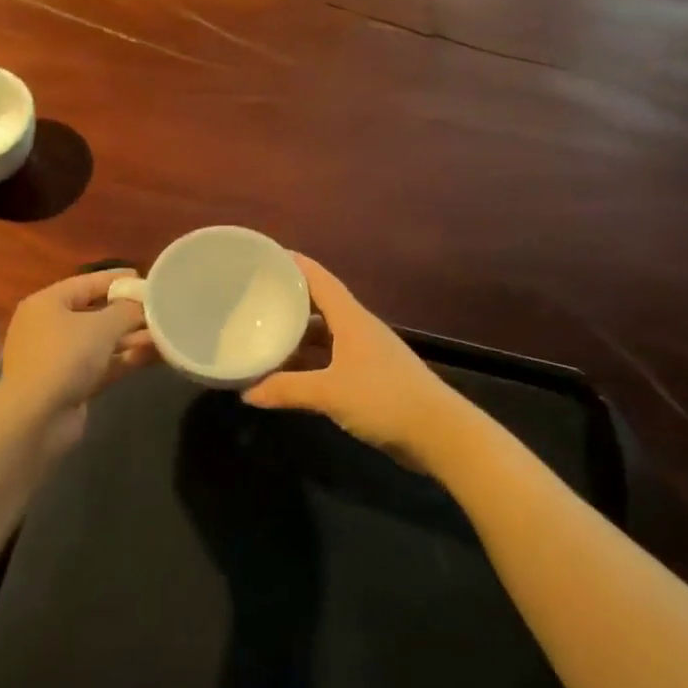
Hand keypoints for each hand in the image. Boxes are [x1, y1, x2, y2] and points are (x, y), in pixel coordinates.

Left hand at [0, 271, 151, 431]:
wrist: (35, 419)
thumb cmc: (65, 357)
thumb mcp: (101, 326)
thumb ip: (127, 310)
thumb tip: (144, 304)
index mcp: (47, 303)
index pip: (87, 283)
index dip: (117, 280)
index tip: (146, 279)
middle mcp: (49, 327)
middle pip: (95, 312)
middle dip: (128, 312)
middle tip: (161, 309)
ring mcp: (59, 358)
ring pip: (101, 341)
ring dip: (131, 338)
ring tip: (166, 332)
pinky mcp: (70, 385)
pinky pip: (102, 364)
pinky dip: (125, 359)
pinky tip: (155, 355)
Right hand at [242, 255, 466, 464]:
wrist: (440, 433)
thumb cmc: (384, 398)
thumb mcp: (330, 392)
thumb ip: (287, 389)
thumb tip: (247, 392)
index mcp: (350, 318)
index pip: (318, 278)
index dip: (293, 263)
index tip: (264, 255)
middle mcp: (358, 328)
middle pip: (319, 303)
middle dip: (289, 298)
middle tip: (255, 297)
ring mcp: (366, 352)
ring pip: (325, 333)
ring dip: (298, 333)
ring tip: (265, 333)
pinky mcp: (371, 376)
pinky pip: (331, 357)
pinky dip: (310, 360)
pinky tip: (290, 372)